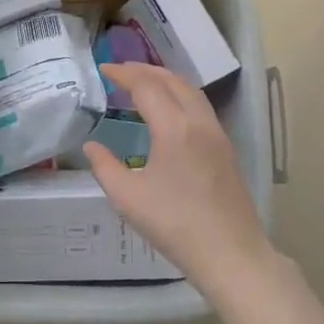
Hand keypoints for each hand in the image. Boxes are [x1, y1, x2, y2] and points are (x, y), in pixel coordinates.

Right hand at [82, 63, 276, 295]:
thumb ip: (105, 166)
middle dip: (145, 70)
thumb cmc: (175, 225)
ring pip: (191, 92)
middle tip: (121, 71)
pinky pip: (201, 107)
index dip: (123, 74)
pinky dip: (180, 96)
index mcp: (174, 127)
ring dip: (166, 80)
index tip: (103, 69)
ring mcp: (217, 135)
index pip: (146, 86)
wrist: (231, 254)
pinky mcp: (226, 150)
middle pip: (173, 80)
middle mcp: (199, 122)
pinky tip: (169, 112)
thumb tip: (92, 146)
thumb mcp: (127, 198)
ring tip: (144, 84)